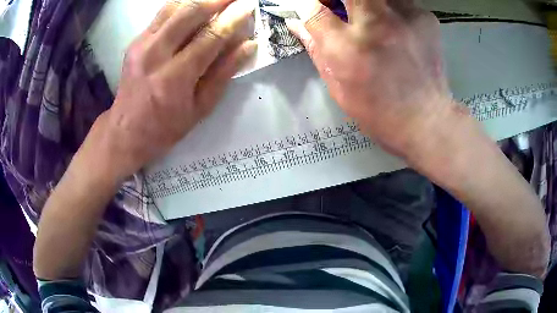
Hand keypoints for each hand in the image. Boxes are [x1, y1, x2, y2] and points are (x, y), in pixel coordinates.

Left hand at [84, 0, 255, 181]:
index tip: (249, 6)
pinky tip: (195, 8)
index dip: (233, 19)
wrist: (126, 130)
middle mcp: (155, 55)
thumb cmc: (166, 126)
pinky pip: (162, 14)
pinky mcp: (135, 41)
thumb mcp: (200, 108)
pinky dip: (182, 5)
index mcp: (174, 78)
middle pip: (190, 13)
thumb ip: (223, 73)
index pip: (210, 37)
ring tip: (217, 1)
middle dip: (217, 0)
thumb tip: (248, 45)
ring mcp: (141, 45)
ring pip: (174, 7)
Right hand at [287, 0, 452, 157]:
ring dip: (368, 3)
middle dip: (339, 0)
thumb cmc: (377, 111)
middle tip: (345, 11)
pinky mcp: (425, 17)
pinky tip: (397, 26)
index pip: (314, 7)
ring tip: (373, 20)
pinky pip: (399, 0)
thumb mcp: (337, 86)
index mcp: (347, 47)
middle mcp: (375, 23)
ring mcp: (404, 16)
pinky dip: (392, 8)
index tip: (319, 12)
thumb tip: (297, 21)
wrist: (427, 120)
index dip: (311, 6)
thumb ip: (315, 47)